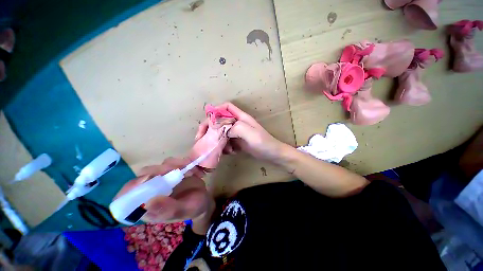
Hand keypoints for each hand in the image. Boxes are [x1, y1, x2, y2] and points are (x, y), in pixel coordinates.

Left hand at [113, 157, 213, 233]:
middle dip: (159, 170)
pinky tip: (194, 171)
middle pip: (144, 174)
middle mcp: (151, 190)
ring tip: (190, 172)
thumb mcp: (184, 211)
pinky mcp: (173, 171)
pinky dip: (184, 163)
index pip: (126, 196)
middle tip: (176, 170)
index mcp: (147, 205)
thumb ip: (168, 209)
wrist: (204, 200)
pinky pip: (173, 162)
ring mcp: (163, 178)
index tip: (148, 179)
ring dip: (175, 165)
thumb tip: (148, 203)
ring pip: (159, 165)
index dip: (132, 187)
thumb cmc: (193, 209)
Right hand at [195, 102, 285, 162]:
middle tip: (201, 139)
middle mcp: (238, 123)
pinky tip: (230, 153)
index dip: (217, 110)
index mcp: (241, 117)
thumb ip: (236, 128)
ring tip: (221, 150)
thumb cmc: (263, 142)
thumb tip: (223, 130)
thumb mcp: (251, 133)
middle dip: (210, 128)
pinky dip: (225, 147)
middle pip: (220, 121)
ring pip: (222, 133)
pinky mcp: (237, 142)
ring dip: (218, 141)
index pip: (227, 107)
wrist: (272, 154)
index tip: (208, 120)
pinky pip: (226, 142)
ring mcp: (237, 133)